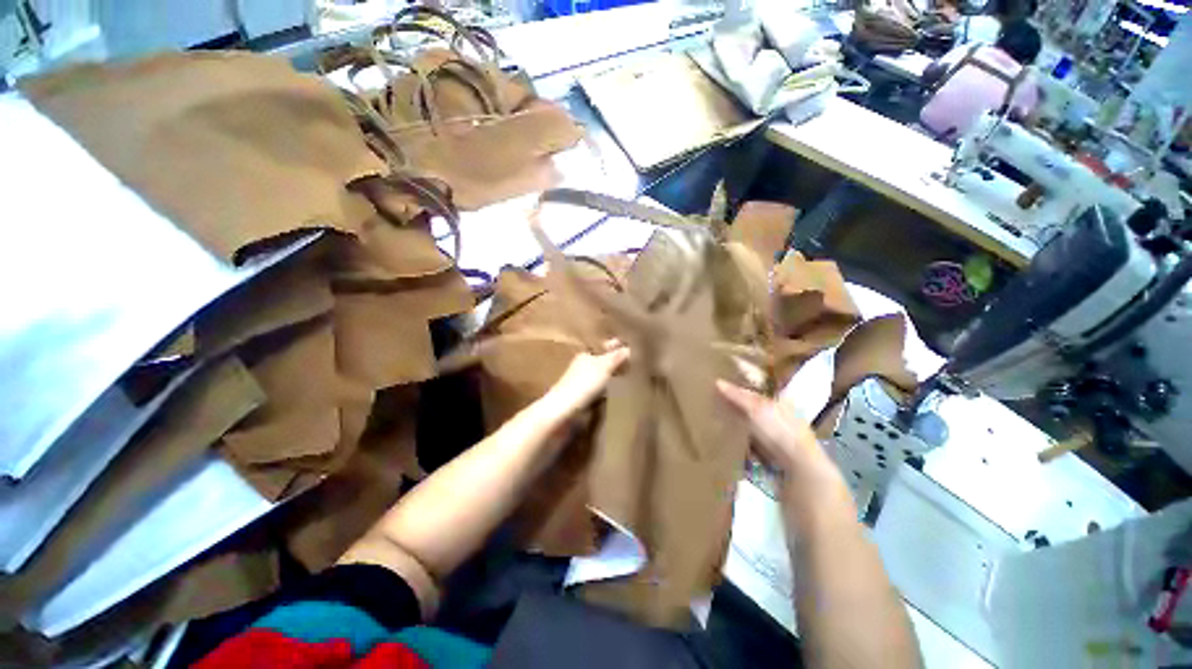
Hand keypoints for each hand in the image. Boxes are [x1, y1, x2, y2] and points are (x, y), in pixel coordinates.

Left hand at [542, 341, 629, 418]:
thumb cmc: (583, 384)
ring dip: (611, 373)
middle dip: (615, 360)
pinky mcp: (580, 392)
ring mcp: (580, 378)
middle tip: (632, 363)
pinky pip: (597, 384)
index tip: (631, 349)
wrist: (561, 409)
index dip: (617, 346)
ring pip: (600, 371)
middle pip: (602, 358)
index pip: (605, 346)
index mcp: (587, 353)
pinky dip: (605, 384)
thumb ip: (615, 357)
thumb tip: (629, 348)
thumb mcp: (603, 367)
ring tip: (626, 376)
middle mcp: (582, 363)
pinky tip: (613, 389)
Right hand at [717, 380, 842, 490]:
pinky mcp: (771, 456)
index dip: (740, 386)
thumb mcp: (757, 409)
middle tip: (712, 402)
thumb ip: (738, 395)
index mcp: (781, 402)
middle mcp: (780, 418)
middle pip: (753, 408)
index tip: (720, 384)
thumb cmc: (781, 432)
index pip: (757, 390)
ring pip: (750, 426)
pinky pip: (750, 444)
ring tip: (714, 421)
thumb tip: (718, 381)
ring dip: (736, 425)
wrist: (800, 471)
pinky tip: (726, 442)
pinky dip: (739, 442)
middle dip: (735, 406)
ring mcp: (776, 438)